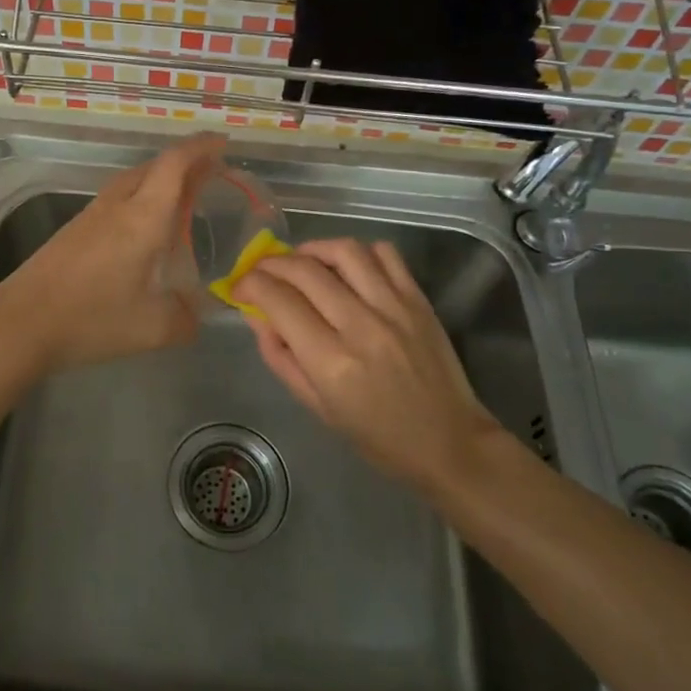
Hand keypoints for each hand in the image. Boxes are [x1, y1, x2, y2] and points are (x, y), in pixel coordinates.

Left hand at [0, 133, 226, 373]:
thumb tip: (197, 313)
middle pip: (155, 167)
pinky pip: (117, 199)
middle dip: (186, 162)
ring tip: (184, 197)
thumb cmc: (91, 319)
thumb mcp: (153, 328)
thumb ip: (185, 318)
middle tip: (212, 173)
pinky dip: (141, 198)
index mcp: (143, 217)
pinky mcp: (74, 230)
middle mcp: (117, 205)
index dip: (201, 147)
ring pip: (133, 181)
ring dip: (161, 180)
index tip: (223, 143)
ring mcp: (92, 215)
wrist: (20, 323)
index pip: (175, 164)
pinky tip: (144, 228)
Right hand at [237, 238, 505, 491]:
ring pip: (344, 251)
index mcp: (331, 361)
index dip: (250, 285)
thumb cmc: (378, 437)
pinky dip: (359, 252)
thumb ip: (281, 358)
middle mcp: (361, 326)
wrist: (449, 442)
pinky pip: (386, 254)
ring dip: (312, 248)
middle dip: (271, 263)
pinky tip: (347, 266)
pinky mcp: (418, 300)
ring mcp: (394, 308)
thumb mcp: (317, 407)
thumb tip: (257, 316)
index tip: (240, 288)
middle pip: (304, 270)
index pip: (278, 301)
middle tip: (261, 271)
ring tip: (301, 260)